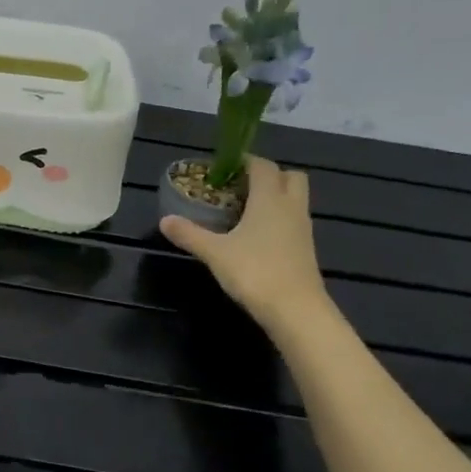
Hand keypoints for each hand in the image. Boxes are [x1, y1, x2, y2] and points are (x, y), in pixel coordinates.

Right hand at [160, 157, 327, 328]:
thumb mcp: (215, 253)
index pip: (263, 166)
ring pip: (294, 199)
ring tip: (244, 210)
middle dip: (268, 176)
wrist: (296, 310)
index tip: (223, 167)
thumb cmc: (255, 272)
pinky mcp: (306, 249)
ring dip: (275, 197)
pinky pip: (294, 221)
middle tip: (240, 187)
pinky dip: (278, 219)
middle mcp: (291, 207)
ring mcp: (303, 229)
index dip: (245, 161)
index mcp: (270, 199)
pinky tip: (256, 236)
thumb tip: (164, 220)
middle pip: (289, 176)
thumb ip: (190, 234)